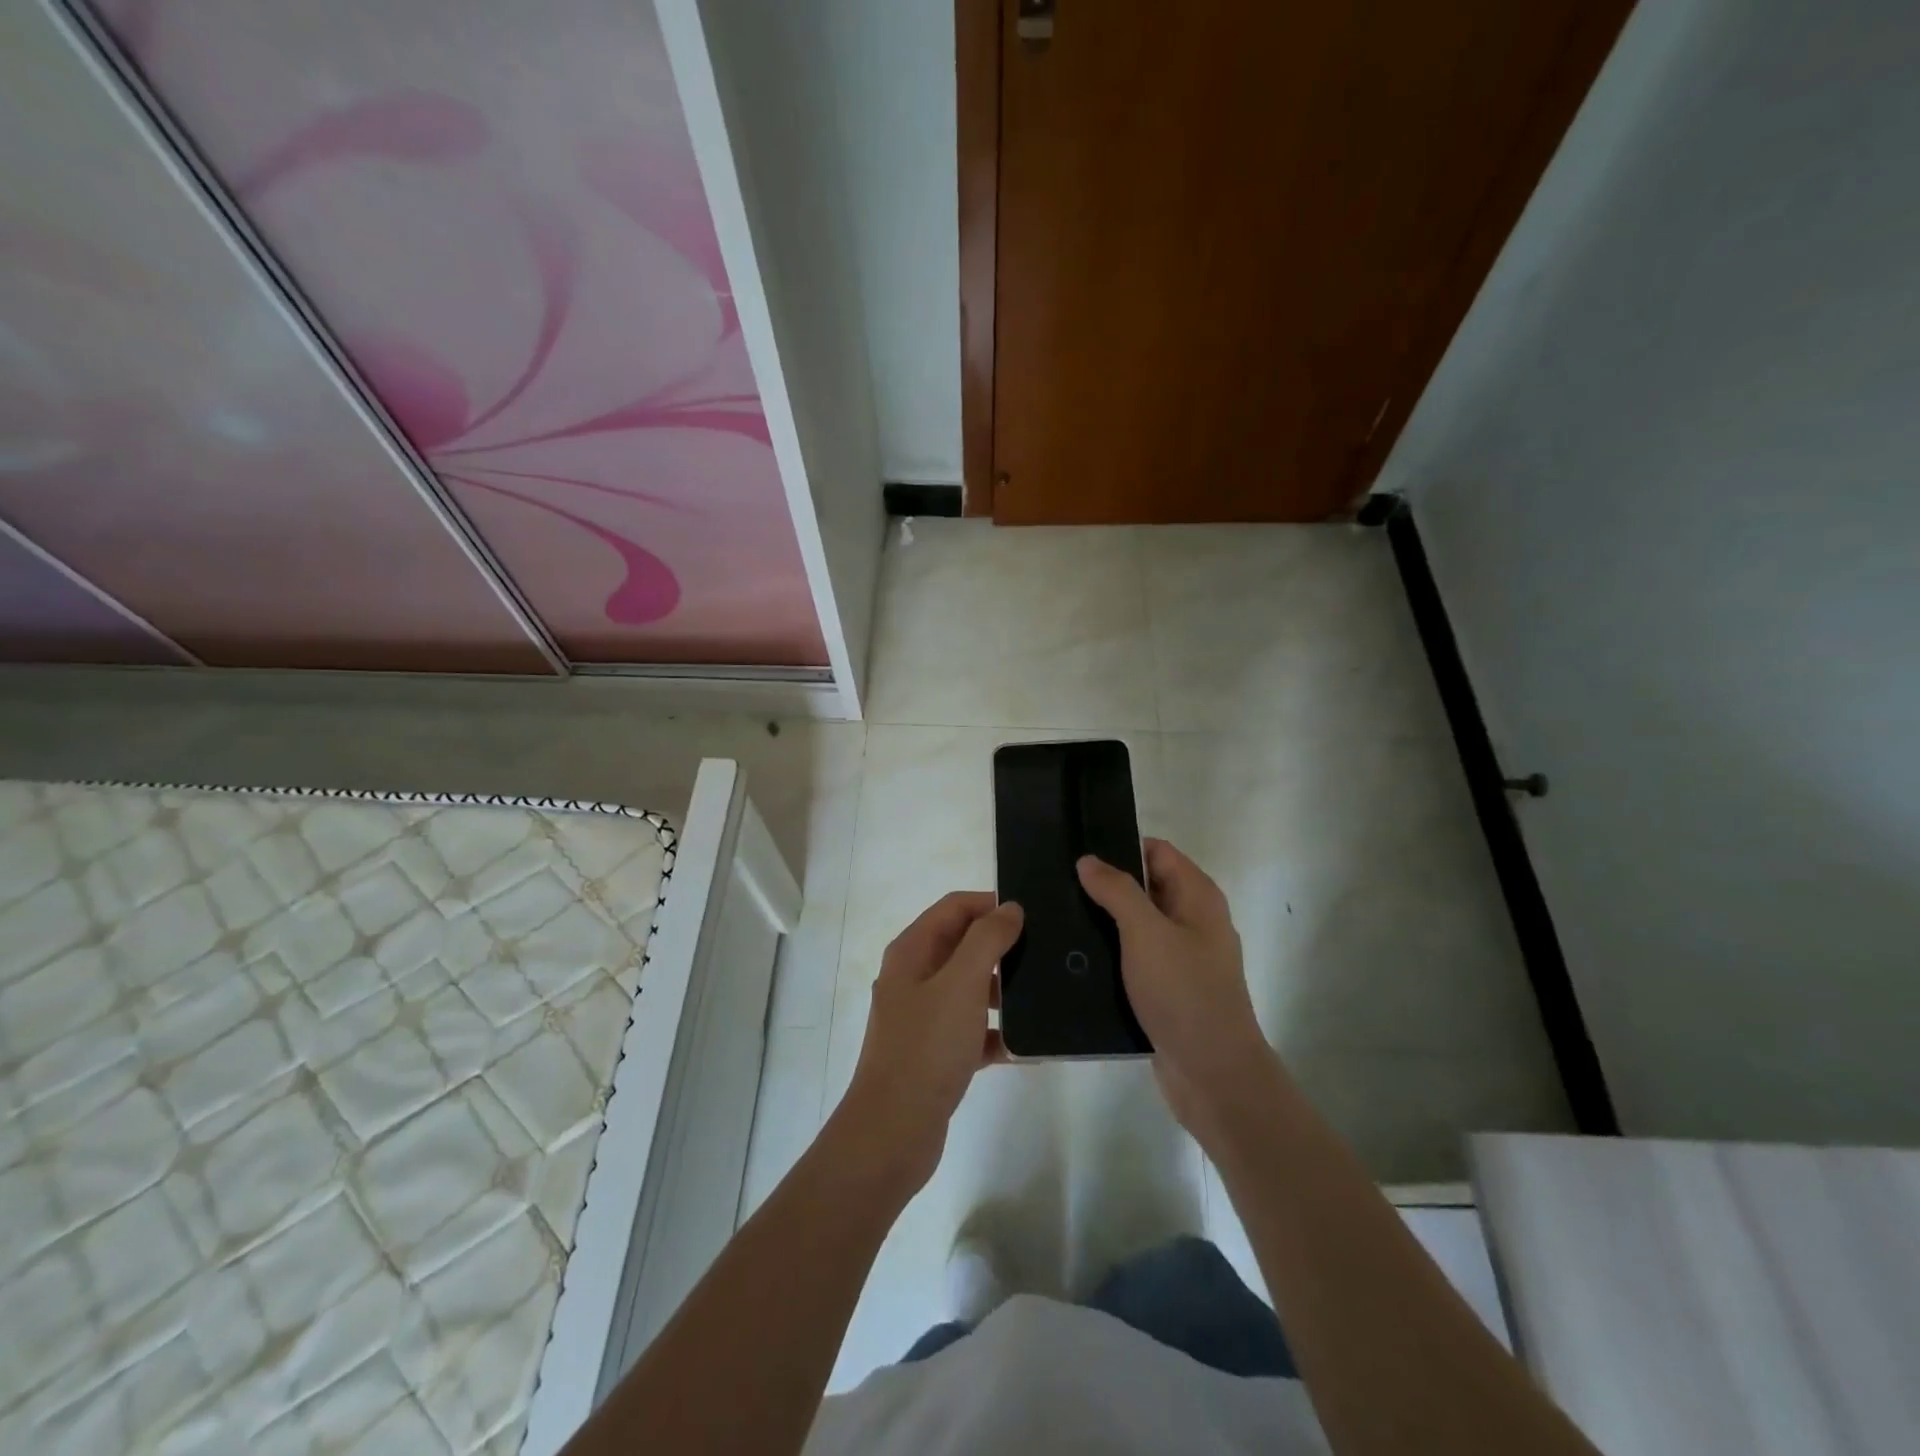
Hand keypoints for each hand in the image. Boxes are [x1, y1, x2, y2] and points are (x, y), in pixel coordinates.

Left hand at [836, 892, 1023, 1198]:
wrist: (892, 1133)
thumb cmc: (926, 1047)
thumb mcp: (961, 984)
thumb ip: (987, 939)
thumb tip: (1010, 908)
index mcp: (912, 951)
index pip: (954, 907)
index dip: (990, 903)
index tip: (1032, 915)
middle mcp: (913, 977)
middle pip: (962, 945)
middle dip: (1001, 947)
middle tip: (1044, 952)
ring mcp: (922, 1017)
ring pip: (969, 988)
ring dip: (1002, 990)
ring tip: (1042, 995)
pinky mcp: (934, 1053)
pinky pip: (972, 1031)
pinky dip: (996, 1034)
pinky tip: (1029, 1046)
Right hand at [1076, 840, 1275, 1142]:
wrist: (1212, 1074)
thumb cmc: (1184, 992)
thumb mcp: (1146, 933)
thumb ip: (1117, 891)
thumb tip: (1089, 860)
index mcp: (1197, 897)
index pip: (1156, 852)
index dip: (1120, 846)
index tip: (1077, 850)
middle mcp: (1193, 920)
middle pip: (1145, 887)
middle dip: (1106, 884)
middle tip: (1057, 884)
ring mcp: (1181, 957)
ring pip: (1136, 925)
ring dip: (1104, 921)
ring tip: (1056, 917)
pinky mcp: (1167, 988)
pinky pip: (1134, 959)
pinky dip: (1110, 954)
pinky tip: (1075, 958)